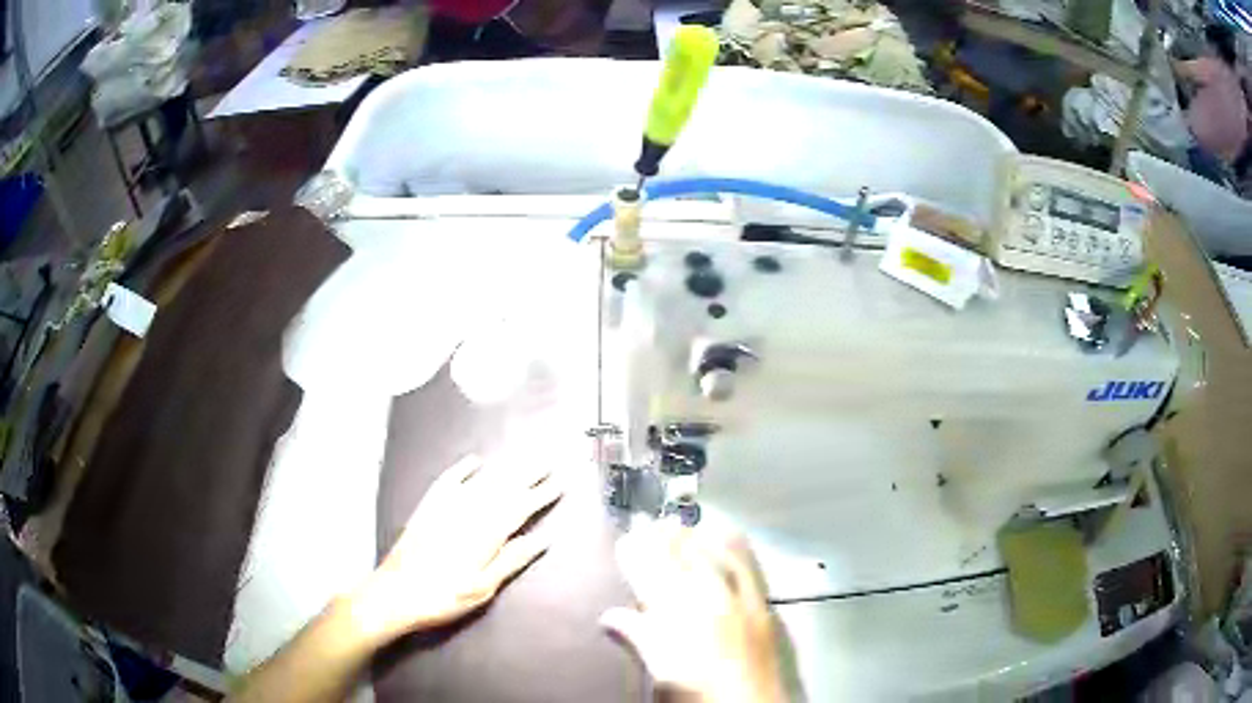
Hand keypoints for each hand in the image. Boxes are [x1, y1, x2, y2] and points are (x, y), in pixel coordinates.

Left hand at [350, 455, 562, 641]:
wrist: (394, 593)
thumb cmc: (442, 597)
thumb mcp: (482, 588)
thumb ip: (511, 560)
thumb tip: (542, 539)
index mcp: (484, 535)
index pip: (518, 509)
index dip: (540, 496)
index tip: (558, 484)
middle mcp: (466, 514)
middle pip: (501, 490)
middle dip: (526, 476)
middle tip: (546, 461)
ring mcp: (444, 509)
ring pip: (479, 483)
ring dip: (502, 469)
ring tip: (521, 459)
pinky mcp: (426, 509)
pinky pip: (447, 481)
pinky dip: (461, 469)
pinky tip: (473, 461)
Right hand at [600, 520, 786, 702]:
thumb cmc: (698, 697)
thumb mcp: (659, 673)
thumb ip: (639, 639)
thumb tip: (611, 616)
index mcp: (677, 619)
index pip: (650, 575)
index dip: (636, 555)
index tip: (625, 538)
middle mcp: (709, 602)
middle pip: (681, 561)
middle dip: (662, 540)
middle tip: (648, 522)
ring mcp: (740, 602)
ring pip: (713, 558)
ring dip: (694, 539)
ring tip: (680, 524)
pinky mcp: (763, 608)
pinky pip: (747, 567)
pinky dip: (734, 547)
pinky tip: (729, 536)